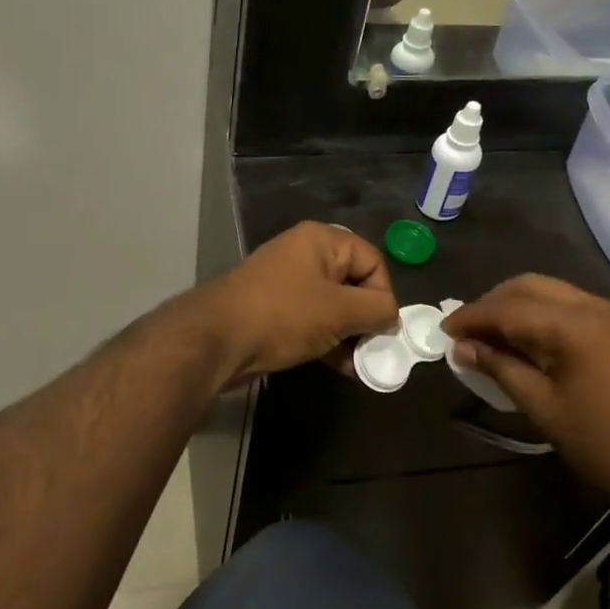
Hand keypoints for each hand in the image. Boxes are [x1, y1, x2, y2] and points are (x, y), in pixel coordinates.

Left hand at [197, 222, 398, 389]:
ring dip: (349, 335)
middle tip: (373, 350)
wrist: (217, 339)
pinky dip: (327, 341)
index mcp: (321, 241)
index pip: (372, 261)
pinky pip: (312, 321)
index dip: (384, 294)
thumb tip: (392, 317)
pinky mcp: (274, 310)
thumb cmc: (284, 315)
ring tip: (357, 365)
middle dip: (366, 319)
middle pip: (353, 284)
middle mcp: (305, 254)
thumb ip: (376, 310)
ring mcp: (287, 283)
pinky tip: (338, 367)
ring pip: (333, 306)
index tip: (383, 328)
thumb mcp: (339, 311)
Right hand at [444, 275, 609, 515]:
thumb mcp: (544, 407)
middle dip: (492, 303)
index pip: (510, 307)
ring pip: (549, 292)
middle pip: (529, 286)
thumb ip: (500, 368)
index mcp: (576, 324)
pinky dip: (537, 314)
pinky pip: (567, 306)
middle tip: (464, 331)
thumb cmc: (605, 444)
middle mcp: (595, 306)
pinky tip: (521, 339)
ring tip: (487, 335)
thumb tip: (461, 347)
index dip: (473, 316)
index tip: (443, 329)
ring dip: (514, 306)